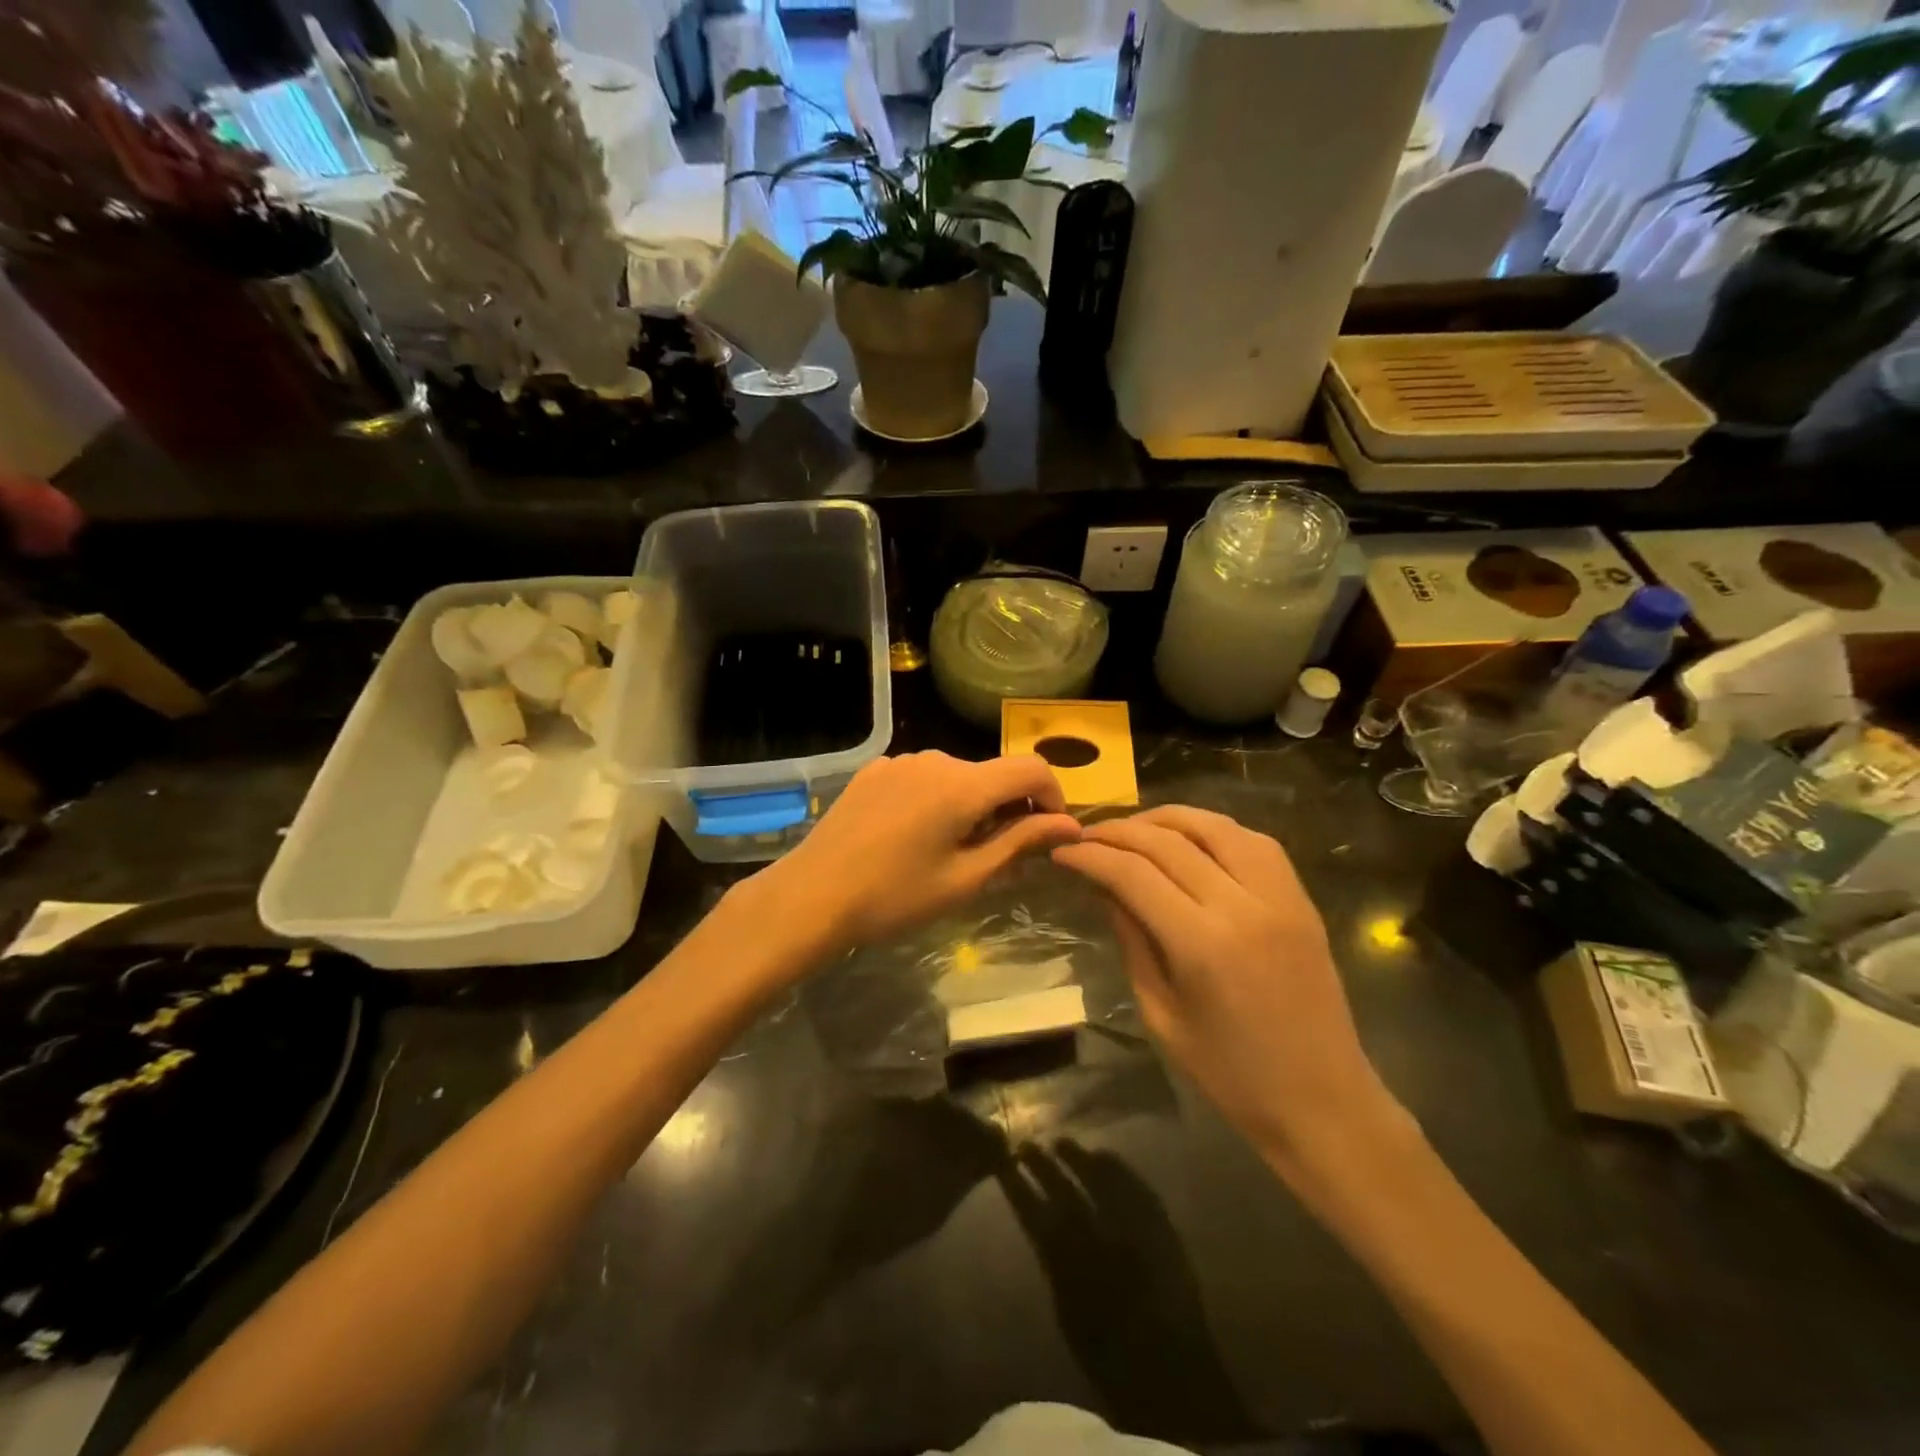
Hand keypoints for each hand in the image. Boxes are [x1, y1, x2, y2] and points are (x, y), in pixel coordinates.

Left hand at [755, 752, 1081, 950]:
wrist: (812, 895)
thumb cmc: (895, 896)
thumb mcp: (966, 878)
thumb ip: (1020, 842)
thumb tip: (1069, 826)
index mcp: (963, 784)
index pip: (1032, 768)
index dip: (1053, 797)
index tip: (1047, 834)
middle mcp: (935, 759)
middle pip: (992, 773)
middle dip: (1008, 807)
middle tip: (995, 857)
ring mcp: (899, 760)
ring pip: (957, 775)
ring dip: (970, 804)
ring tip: (949, 850)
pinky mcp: (874, 770)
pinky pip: (922, 777)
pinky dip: (935, 799)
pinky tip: (912, 836)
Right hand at [1051, 806, 1403, 1176]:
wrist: (1324, 1101)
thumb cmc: (1231, 1074)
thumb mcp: (1161, 1014)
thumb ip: (1133, 940)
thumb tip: (1105, 888)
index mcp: (1202, 944)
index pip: (1133, 874)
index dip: (1091, 856)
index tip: (1062, 852)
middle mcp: (1243, 905)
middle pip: (1168, 841)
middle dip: (1118, 832)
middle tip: (1086, 836)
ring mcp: (1279, 896)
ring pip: (1214, 826)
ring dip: (1165, 818)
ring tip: (1132, 828)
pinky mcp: (1301, 898)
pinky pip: (1253, 840)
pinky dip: (1212, 829)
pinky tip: (1189, 838)